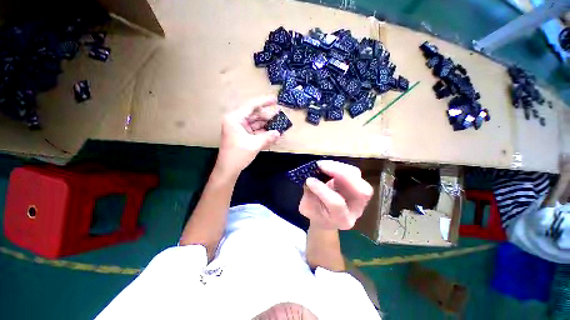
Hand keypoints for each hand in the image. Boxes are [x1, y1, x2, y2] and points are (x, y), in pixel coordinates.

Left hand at [217, 96, 281, 176]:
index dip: (264, 102)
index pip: (251, 106)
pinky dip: (264, 134)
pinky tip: (274, 135)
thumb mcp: (254, 145)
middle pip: (255, 115)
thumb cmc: (238, 155)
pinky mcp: (244, 137)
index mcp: (235, 119)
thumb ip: (268, 137)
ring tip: (280, 126)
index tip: (275, 100)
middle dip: (268, 117)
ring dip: (268, 126)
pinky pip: (256, 132)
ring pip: (257, 124)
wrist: (228, 169)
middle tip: (281, 116)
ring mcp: (241, 130)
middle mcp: (237, 122)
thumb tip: (279, 133)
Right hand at [299, 160, 373, 229]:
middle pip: (360, 191)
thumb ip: (309, 193)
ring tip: (324, 165)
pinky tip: (329, 165)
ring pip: (358, 178)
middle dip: (341, 174)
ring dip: (340, 168)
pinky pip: (353, 172)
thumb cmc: (315, 213)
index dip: (322, 190)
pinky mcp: (358, 185)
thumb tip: (310, 176)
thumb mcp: (307, 207)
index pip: (336, 203)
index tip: (309, 180)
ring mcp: (360, 196)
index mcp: (342, 219)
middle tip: (322, 166)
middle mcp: (356, 209)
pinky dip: (341, 166)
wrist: (326, 217)